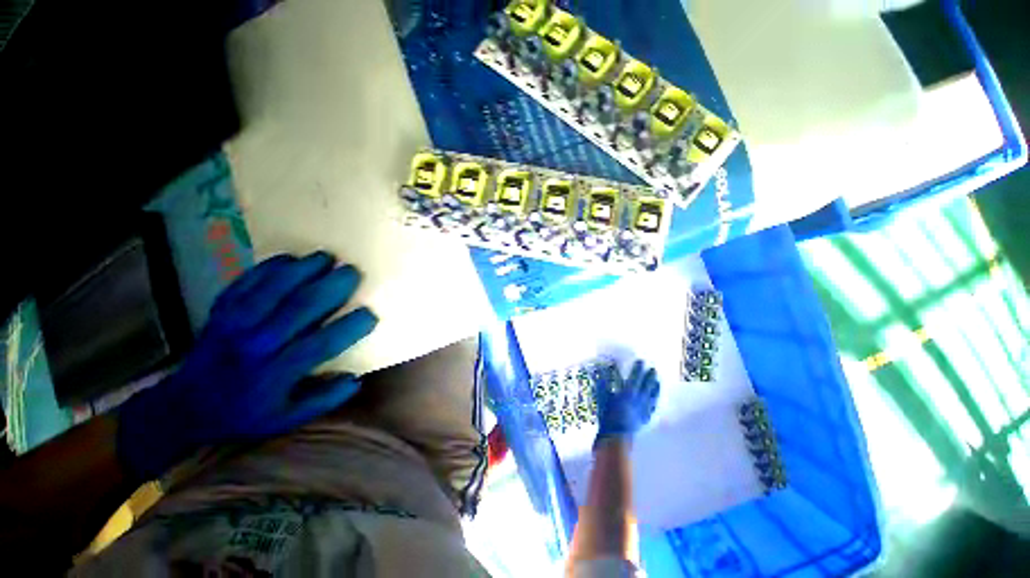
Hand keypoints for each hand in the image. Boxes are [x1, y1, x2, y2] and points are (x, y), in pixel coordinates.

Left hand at [117, 252, 377, 481]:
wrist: (186, 406)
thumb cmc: (244, 413)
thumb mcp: (286, 419)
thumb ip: (323, 401)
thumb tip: (356, 379)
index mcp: (276, 374)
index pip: (320, 345)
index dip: (349, 328)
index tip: (370, 315)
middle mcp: (256, 346)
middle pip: (299, 309)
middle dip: (330, 287)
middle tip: (352, 272)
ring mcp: (235, 325)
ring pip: (273, 289)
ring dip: (303, 270)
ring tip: (327, 257)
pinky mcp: (221, 311)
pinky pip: (246, 283)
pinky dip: (269, 267)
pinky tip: (290, 258)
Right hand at [595, 360, 659, 446]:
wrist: (615, 437)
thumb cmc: (607, 416)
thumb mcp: (602, 397)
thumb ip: (603, 383)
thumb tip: (600, 370)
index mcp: (628, 392)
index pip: (635, 377)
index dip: (638, 369)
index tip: (641, 361)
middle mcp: (638, 400)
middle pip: (646, 385)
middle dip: (650, 376)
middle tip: (654, 369)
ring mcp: (643, 410)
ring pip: (652, 396)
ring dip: (655, 388)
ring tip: (658, 381)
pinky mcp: (644, 420)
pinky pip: (652, 409)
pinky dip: (654, 403)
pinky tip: (655, 401)